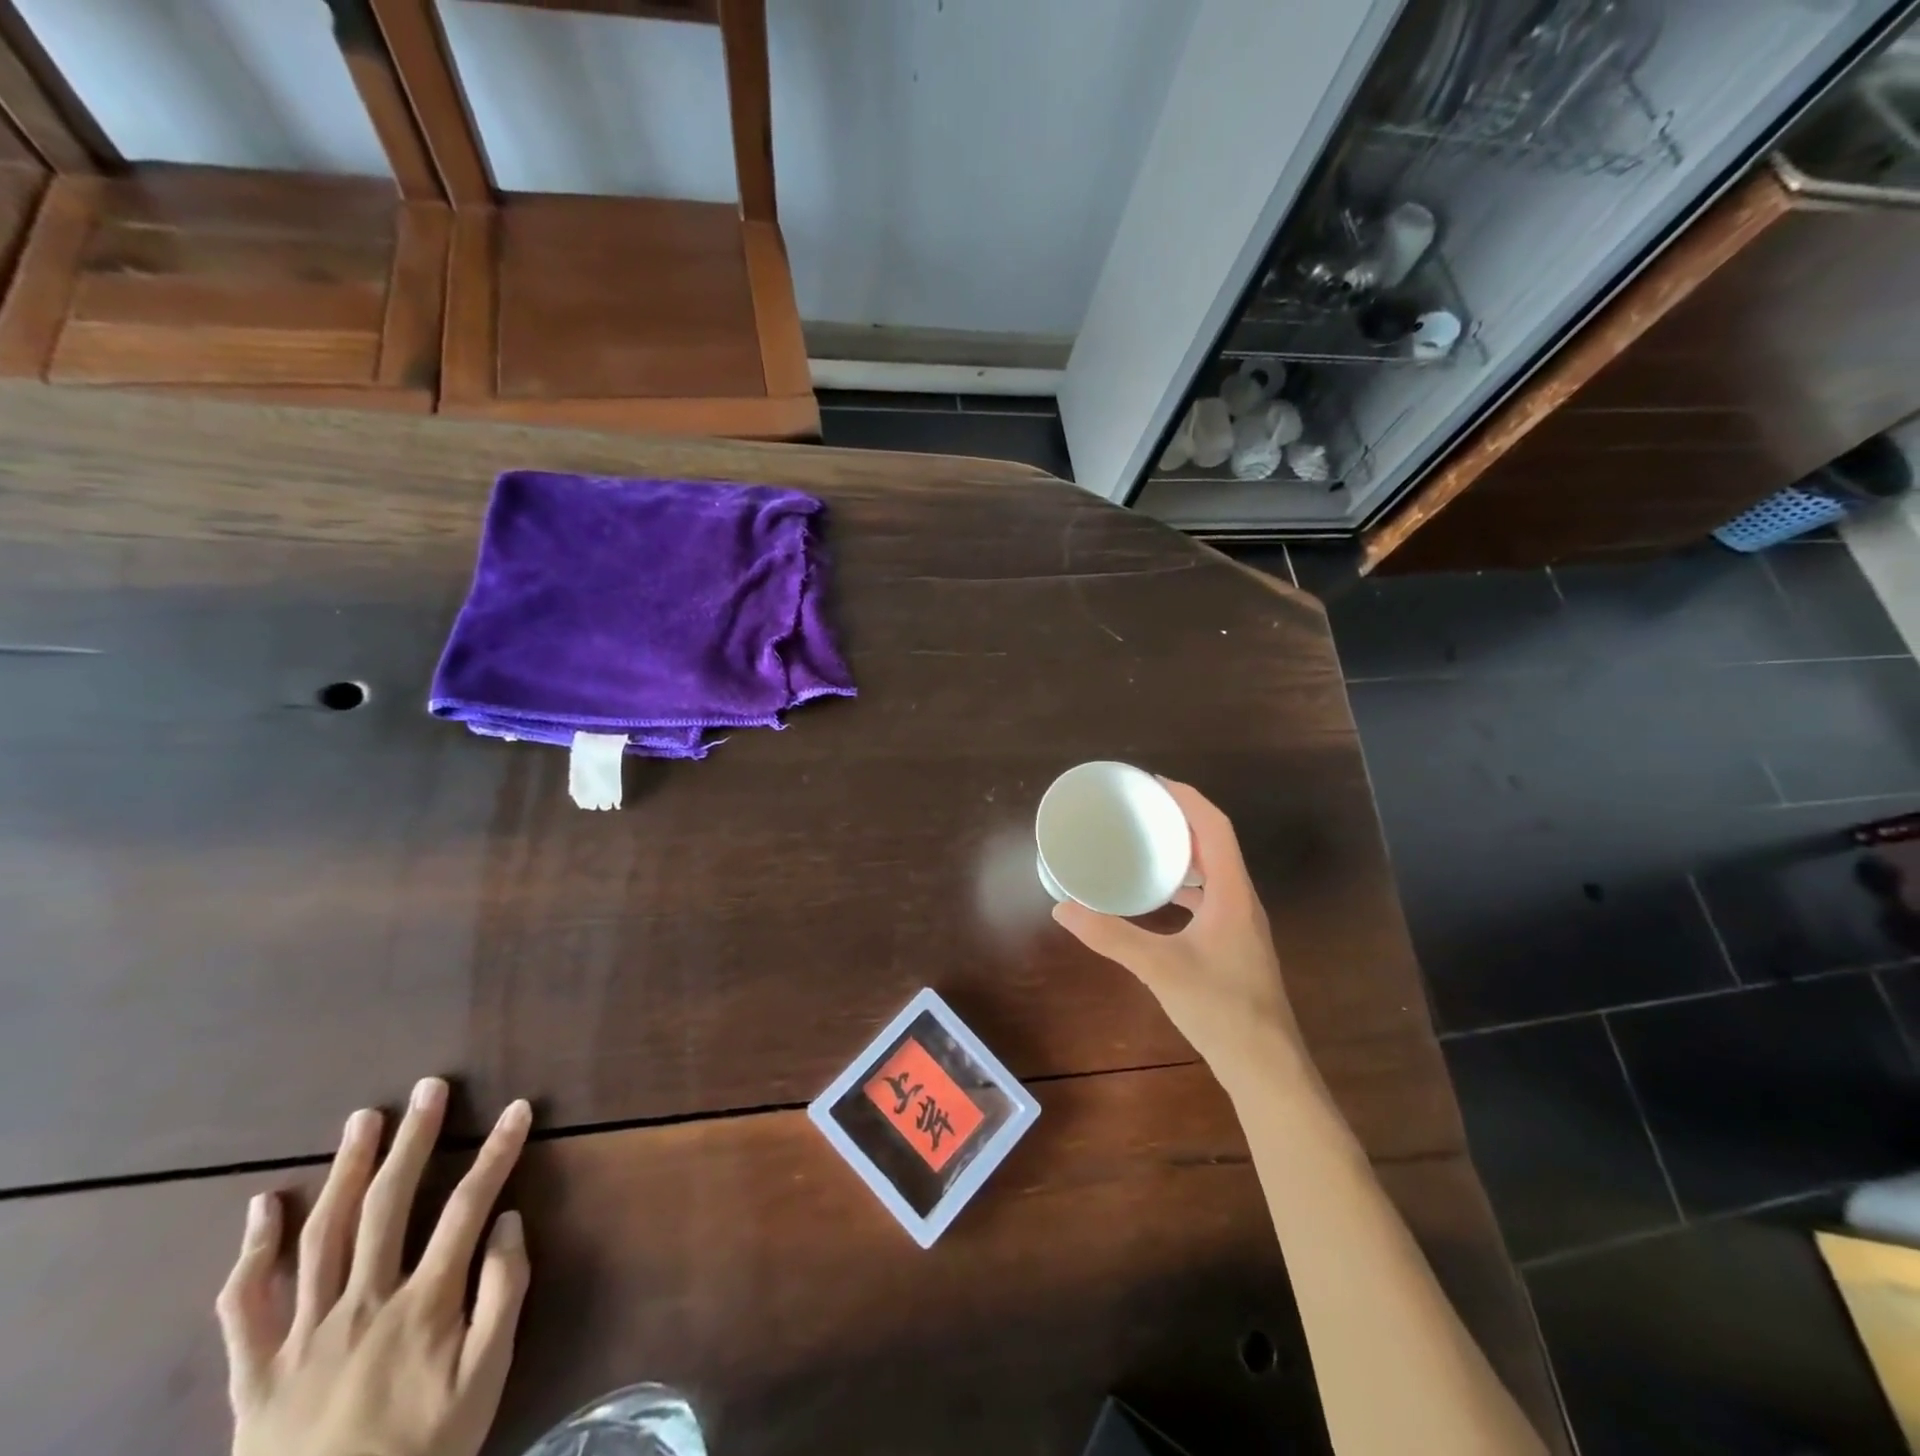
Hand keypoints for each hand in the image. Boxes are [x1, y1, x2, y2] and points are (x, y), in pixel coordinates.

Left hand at [217, 1079, 532, 1455]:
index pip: (469, 1206)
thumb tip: (507, 1221)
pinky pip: (244, 1308)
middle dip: (414, 1139)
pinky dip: (252, 1253)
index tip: (519, 1108)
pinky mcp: (255, 1373)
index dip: (497, 1152)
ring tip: (363, 1120)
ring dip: (345, 1170)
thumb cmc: (424, 1453)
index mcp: (423, 1305)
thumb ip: (503, 1294)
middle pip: (388, 1205)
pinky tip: (264, 1206)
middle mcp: (361, 1305)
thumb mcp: (486, 1380)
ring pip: (321, 1236)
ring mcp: (301, 1336)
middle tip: (428, 1089)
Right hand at [1052, 779, 1305, 1090]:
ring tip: (1144, 844)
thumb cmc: (1221, 1008)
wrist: (1266, 1067)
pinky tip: (1156, 898)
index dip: (1188, 798)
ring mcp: (1240, 925)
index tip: (1154, 783)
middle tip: (1140, 809)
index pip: (1215, 827)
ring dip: (1183, 852)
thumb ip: (1111, 936)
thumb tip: (1063, 909)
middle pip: (1215, 844)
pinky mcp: (1233, 945)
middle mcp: (1241, 901)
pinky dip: (1183, 885)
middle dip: (1181, 819)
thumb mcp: (1160, 967)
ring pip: (1213, 872)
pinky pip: (1208, 897)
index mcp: (1233, 893)